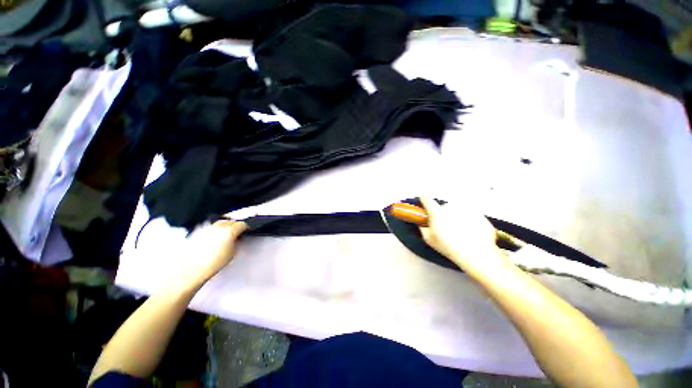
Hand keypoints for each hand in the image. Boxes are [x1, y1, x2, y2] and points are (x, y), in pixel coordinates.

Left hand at [181, 219, 247, 284]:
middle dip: (235, 224)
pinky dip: (216, 229)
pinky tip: (215, 236)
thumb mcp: (232, 253)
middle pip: (230, 221)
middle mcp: (218, 226)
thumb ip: (236, 242)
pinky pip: (211, 227)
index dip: (246, 227)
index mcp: (229, 231)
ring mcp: (208, 228)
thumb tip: (237, 239)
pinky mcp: (198, 231)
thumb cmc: (213, 263)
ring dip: (225, 225)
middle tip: (238, 231)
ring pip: (220, 222)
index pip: (242, 224)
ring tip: (227, 232)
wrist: (191, 269)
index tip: (247, 230)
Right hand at [418, 197, 508, 272]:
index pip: (426, 198)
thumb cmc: (449, 247)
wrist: (477, 254)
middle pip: (444, 206)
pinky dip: (469, 221)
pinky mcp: (479, 213)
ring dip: (457, 217)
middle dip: (444, 214)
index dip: (424, 200)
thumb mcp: (429, 239)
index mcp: (437, 212)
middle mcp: (451, 206)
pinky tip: (470, 233)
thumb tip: (422, 222)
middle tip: (446, 227)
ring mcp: (466, 208)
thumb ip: (423, 227)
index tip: (425, 203)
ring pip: (458, 210)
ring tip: (459, 232)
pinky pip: (471, 214)